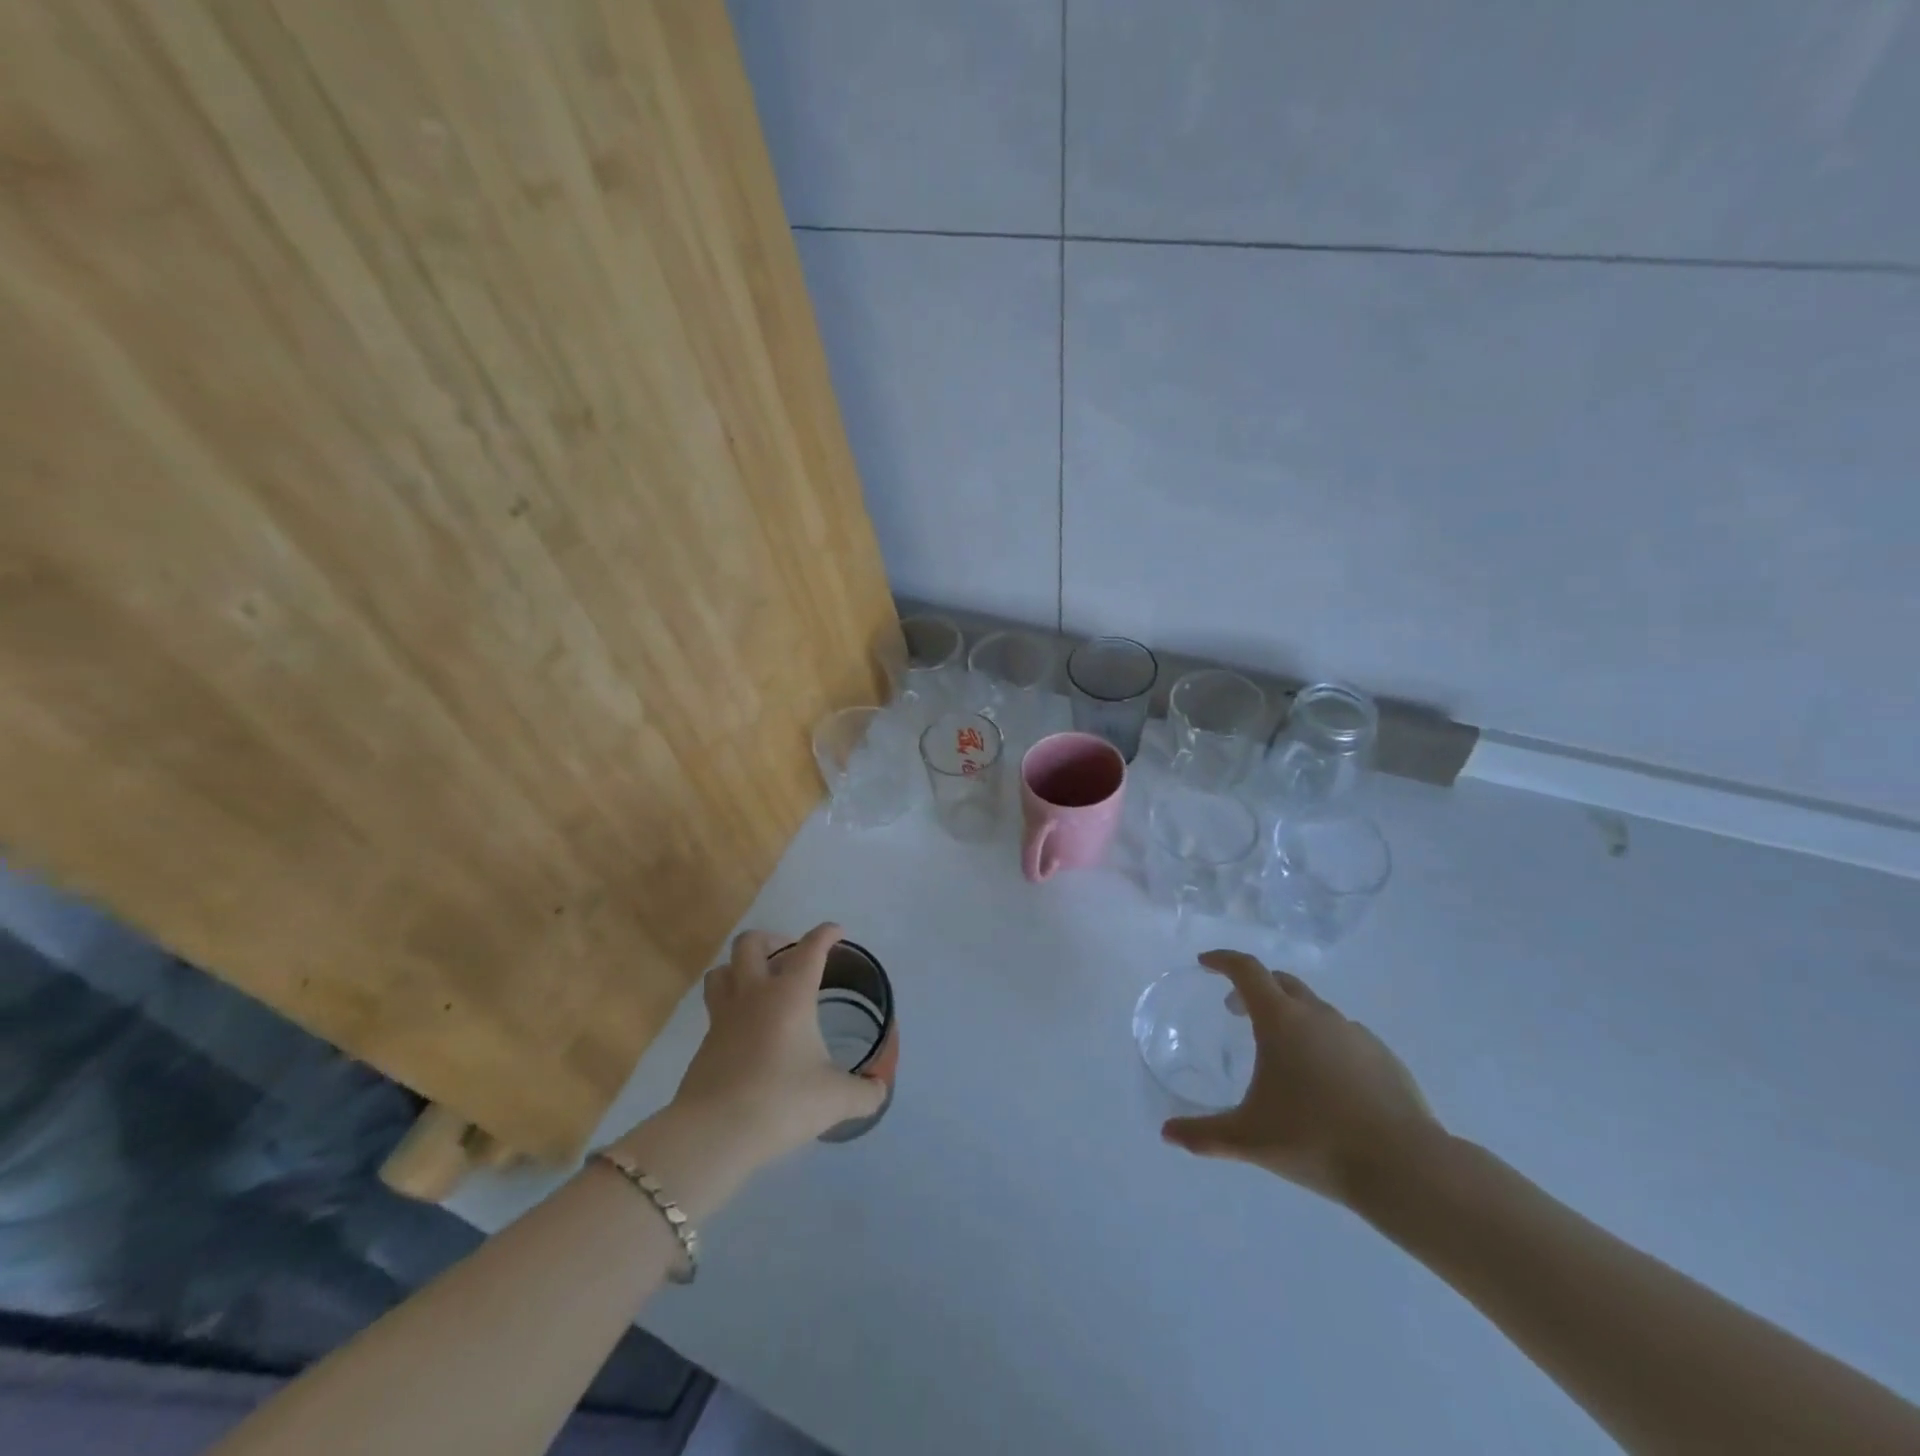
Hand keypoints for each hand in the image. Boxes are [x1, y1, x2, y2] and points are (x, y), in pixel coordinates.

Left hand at [669, 923, 886, 1166]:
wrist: (713, 1133)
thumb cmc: (782, 1102)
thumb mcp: (835, 1099)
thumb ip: (864, 1092)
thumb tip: (880, 1090)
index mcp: (790, 995)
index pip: (810, 949)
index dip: (825, 934)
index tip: (836, 931)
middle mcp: (753, 995)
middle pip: (750, 944)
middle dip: (771, 940)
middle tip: (790, 957)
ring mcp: (723, 1017)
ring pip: (722, 971)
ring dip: (740, 967)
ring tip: (759, 982)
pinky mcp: (705, 1044)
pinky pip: (715, 1008)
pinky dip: (731, 1006)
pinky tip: (746, 1029)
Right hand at [1161, 950, 1443, 1209]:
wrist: (1405, 1168)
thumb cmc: (1315, 1140)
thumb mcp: (1249, 1139)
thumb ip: (1204, 1134)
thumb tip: (1167, 1133)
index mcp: (1281, 1019)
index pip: (1246, 969)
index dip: (1223, 961)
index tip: (1205, 964)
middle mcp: (1317, 1014)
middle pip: (1280, 982)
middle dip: (1254, 988)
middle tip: (1235, 1011)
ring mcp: (1355, 1033)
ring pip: (1314, 1009)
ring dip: (1291, 1015)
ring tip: (1281, 1051)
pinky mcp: (1384, 1057)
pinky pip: (1343, 1036)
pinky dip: (1324, 1042)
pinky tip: (1325, 1080)